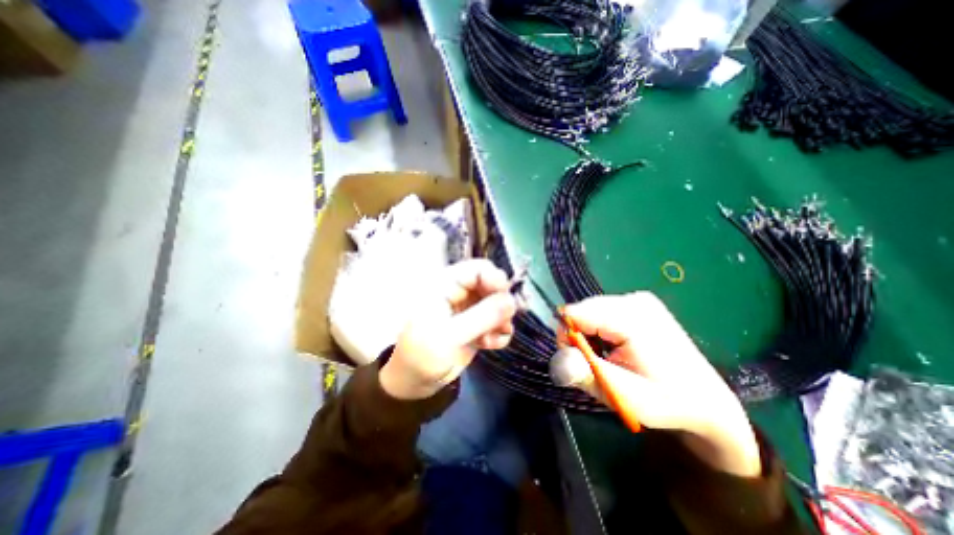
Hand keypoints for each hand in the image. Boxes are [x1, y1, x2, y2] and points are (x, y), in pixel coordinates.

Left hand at [376, 259, 518, 401]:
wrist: (415, 383)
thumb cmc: (422, 356)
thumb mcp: (449, 336)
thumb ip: (481, 317)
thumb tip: (511, 301)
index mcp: (445, 285)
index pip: (477, 269)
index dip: (495, 279)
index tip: (507, 298)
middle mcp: (459, 293)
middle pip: (491, 285)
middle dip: (501, 303)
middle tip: (504, 322)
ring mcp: (468, 309)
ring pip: (497, 304)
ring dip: (501, 320)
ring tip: (493, 337)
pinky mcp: (476, 325)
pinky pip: (496, 321)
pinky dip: (498, 332)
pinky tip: (490, 344)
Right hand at [551, 293, 760, 476]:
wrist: (705, 399)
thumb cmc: (666, 401)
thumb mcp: (624, 395)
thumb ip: (588, 375)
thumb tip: (556, 362)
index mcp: (632, 318)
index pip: (575, 313)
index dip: (567, 338)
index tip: (581, 361)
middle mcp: (633, 300)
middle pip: (581, 310)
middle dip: (579, 337)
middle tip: (598, 364)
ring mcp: (637, 299)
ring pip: (589, 311)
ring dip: (589, 335)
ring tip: (610, 357)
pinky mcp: (637, 303)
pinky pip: (601, 312)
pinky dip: (600, 330)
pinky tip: (616, 347)